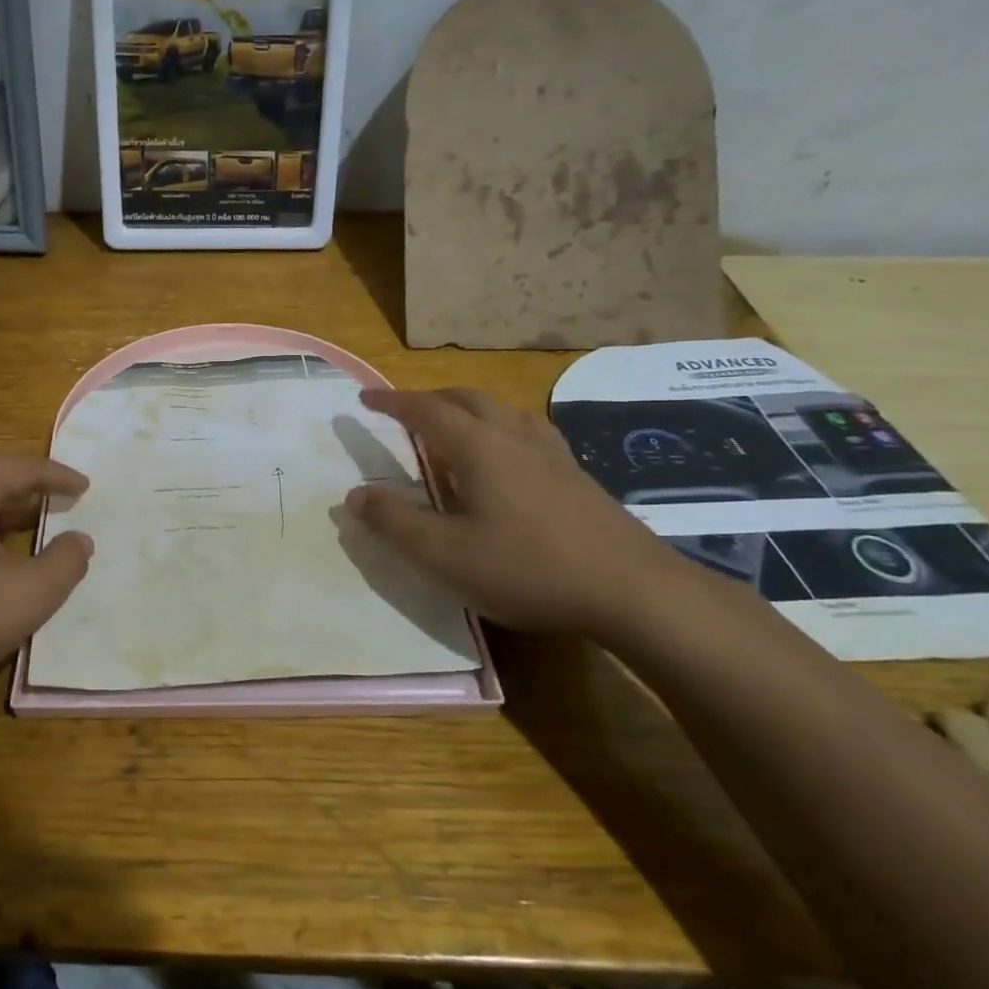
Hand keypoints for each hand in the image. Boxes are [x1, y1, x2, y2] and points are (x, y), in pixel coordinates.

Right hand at [346, 388, 700, 639]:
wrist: (633, 590)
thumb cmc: (529, 568)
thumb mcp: (446, 555)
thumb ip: (395, 523)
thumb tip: (355, 495)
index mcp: (478, 448)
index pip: (426, 411)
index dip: (392, 402)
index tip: (366, 398)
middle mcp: (515, 438)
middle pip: (468, 399)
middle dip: (431, 399)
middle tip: (407, 412)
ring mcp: (553, 455)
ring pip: (504, 411)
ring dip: (470, 409)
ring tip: (456, 428)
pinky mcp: (578, 476)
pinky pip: (531, 433)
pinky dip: (504, 429)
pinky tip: (512, 456)